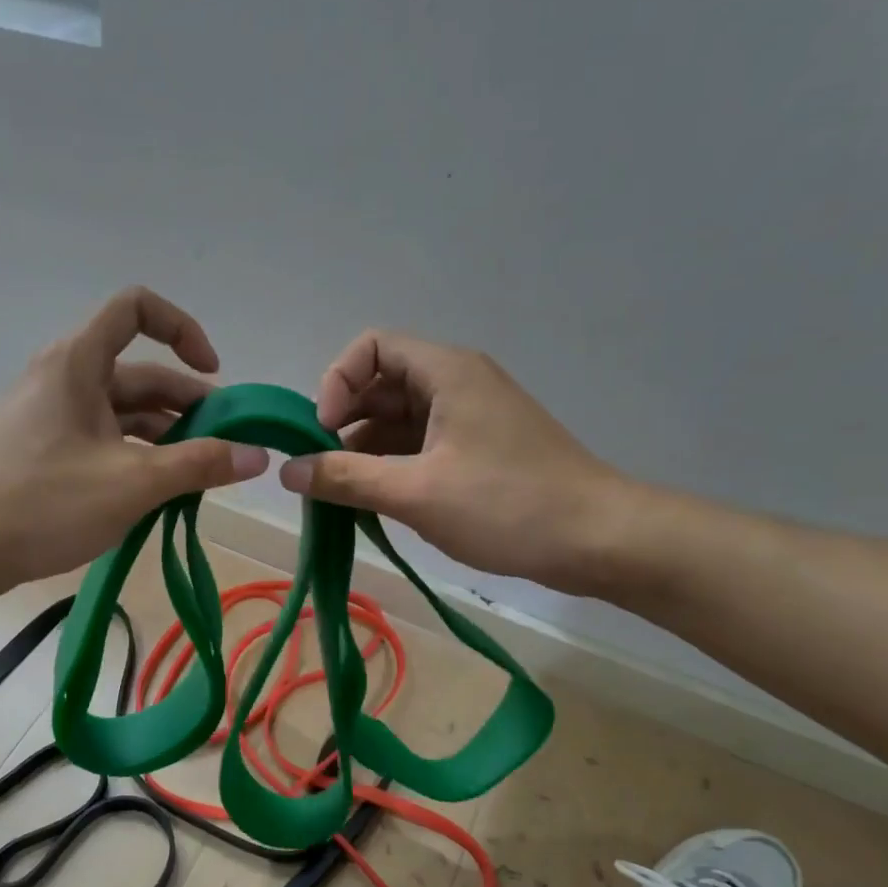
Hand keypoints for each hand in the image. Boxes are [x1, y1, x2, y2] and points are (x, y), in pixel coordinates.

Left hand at [0, 288, 268, 598]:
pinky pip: (106, 439)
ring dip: (168, 437)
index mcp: (79, 363)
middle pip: (141, 373)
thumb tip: (258, 454)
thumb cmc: (43, 503)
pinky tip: (163, 492)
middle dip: (189, 405)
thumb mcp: (133, 483)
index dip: (182, 330)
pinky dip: (139, 456)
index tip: (213, 375)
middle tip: (228, 447)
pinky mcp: (48, 450)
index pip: (136, 308)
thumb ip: (200, 464)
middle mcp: (66, 378)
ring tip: (203, 475)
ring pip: (125, 412)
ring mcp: (54, 416)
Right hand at [278, 331, 641, 595]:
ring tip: (340, 493)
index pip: (371, 346)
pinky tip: (374, 501)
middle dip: (344, 422)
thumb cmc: (508, 506)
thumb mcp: (417, 493)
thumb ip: (347, 479)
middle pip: (381, 383)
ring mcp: (470, 416)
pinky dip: (391, 465)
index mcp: (446, 372)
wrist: (600, 539)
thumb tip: (287, 471)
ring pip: (398, 418)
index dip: (337, 382)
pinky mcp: (478, 448)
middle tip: (321, 469)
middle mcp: (456, 382)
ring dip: (364, 449)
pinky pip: (420, 443)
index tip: (323, 433)